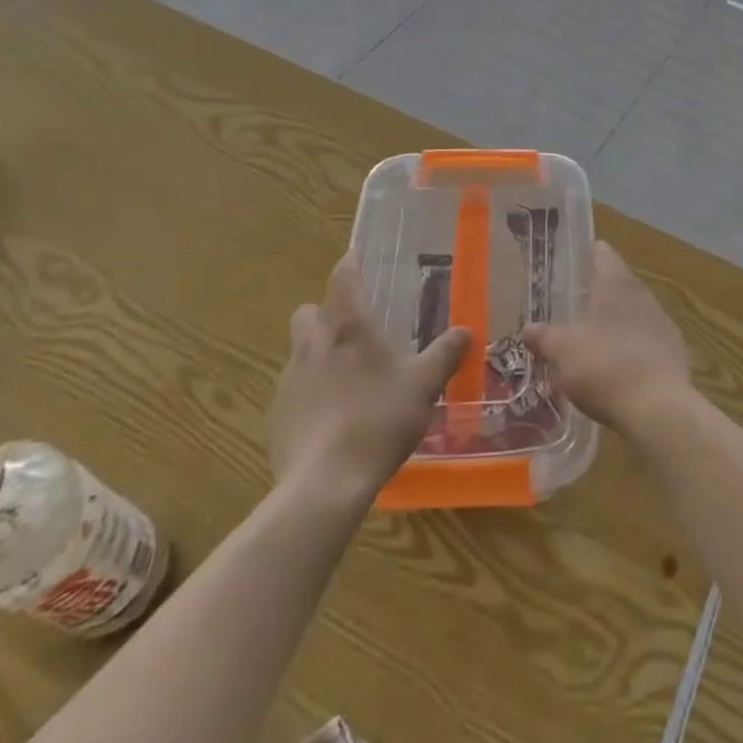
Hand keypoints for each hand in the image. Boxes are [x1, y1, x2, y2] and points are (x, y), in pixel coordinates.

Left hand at [268, 252, 470, 501]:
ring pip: (299, 350)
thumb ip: (445, 354)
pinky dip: (309, 391)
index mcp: (348, 327)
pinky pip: (293, 389)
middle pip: (308, 311)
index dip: (350, 264)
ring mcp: (289, 380)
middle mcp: (313, 344)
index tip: (358, 257)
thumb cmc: (379, 420)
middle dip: (325, 311)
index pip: (343, 278)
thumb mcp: (424, 385)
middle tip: (353, 325)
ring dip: (317, 352)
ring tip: (346, 374)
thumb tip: (466, 330)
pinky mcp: (277, 415)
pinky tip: (331, 415)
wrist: (324, 485)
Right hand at [523, 241, 692, 436]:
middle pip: (618, 284)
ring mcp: (662, 322)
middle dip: (597, 295)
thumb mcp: (563, 352)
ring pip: (633, 313)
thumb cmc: (604, 366)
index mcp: (616, 283)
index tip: (570, 264)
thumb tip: (528, 329)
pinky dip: (630, 349)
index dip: (586, 255)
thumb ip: (544, 337)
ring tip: (591, 342)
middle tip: (572, 308)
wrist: (658, 408)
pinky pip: (646, 342)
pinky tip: (616, 370)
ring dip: (614, 324)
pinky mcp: (674, 352)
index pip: (602, 253)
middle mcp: (642, 294)